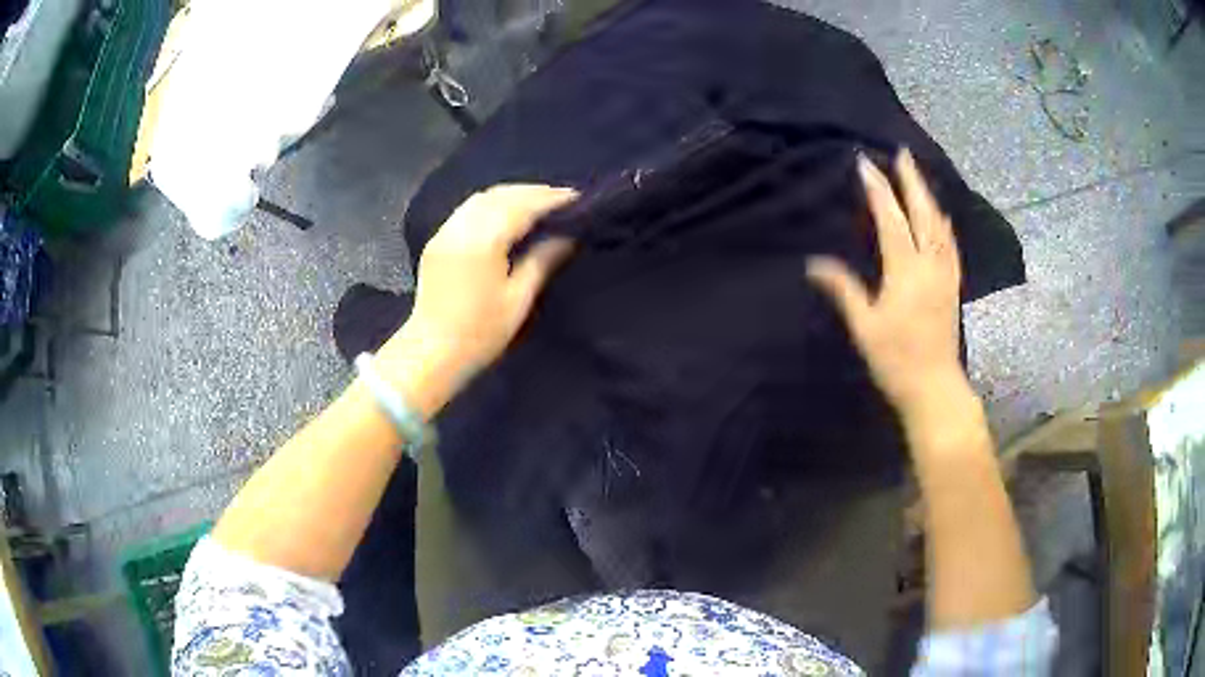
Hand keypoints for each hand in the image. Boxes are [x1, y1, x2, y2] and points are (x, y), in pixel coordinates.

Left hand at [380, 184, 576, 416]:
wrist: (431, 353)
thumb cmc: (479, 334)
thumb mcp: (519, 299)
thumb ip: (543, 260)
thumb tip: (568, 236)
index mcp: (483, 241)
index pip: (522, 206)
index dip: (551, 199)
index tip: (577, 198)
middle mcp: (461, 227)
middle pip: (500, 194)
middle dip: (533, 192)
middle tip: (562, 200)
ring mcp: (445, 232)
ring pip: (481, 198)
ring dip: (511, 195)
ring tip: (538, 204)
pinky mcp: (436, 241)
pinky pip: (467, 209)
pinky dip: (491, 204)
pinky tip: (506, 214)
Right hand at [806, 150, 964, 413]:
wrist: (935, 387)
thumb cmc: (896, 360)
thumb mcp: (865, 327)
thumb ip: (844, 290)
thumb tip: (814, 263)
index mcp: (905, 271)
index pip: (890, 219)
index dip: (878, 189)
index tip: (865, 163)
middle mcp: (929, 264)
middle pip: (922, 213)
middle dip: (911, 180)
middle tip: (902, 152)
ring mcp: (945, 274)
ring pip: (939, 225)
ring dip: (928, 196)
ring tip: (918, 175)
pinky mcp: (953, 285)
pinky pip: (950, 244)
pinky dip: (944, 223)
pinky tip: (942, 215)